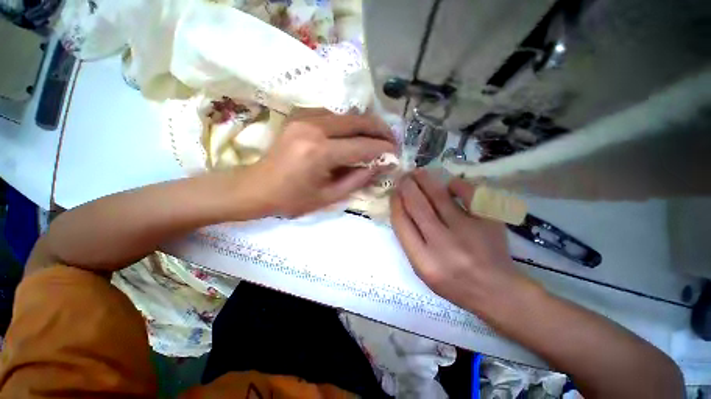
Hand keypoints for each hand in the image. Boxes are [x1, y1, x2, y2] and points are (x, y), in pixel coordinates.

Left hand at [252, 111, 395, 216]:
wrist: (256, 187)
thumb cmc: (292, 199)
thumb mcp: (328, 196)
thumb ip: (358, 179)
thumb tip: (380, 165)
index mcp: (319, 152)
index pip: (362, 146)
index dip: (382, 149)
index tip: (396, 152)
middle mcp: (313, 127)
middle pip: (357, 121)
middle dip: (380, 130)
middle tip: (392, 139)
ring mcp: (304, 117)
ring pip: (347, 115)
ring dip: (365, 125)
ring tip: (377, 137)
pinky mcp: (299, 115)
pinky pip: (333, 115)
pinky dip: (348, 123)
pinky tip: (353, 133)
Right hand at [390, 169, 531, 315]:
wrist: (496, 290)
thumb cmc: (453, 283)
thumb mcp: (422, 269)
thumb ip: (409, 241)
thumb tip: (402, 208)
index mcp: (423, 261)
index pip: (401, 223)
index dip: (395, 203)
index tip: (394, 193)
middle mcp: (443, 245)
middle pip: (417, 206)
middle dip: (407, 187)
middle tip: (403, 177)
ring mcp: (468, 232)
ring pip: (439, 196)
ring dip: (425, 180)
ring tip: (418, 173)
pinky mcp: (489, 222)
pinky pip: (470, 194)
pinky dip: (458, 185)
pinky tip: (451, 184)